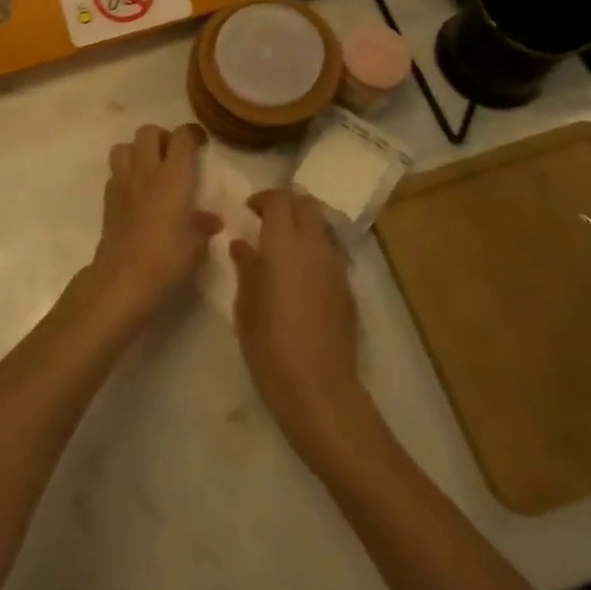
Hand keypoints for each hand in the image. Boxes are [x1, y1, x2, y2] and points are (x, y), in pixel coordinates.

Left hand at [86, 123, 221, 327]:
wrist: (124, 278)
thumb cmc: (168, 258)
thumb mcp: (197, 246)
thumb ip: (203, 226)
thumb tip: (211, 220)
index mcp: (174, 175)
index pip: (181, 136)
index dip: (192, 133)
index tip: (200, 142)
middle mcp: (147, 170)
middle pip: (148, 131)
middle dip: (161, 137)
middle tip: (172, 154)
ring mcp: (123, 181)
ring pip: (124, 146)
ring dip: (137, 151)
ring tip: (149, 168)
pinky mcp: (107, 198)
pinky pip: (115, 172)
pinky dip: (125, 174)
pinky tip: (135, 193)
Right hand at [231, 188, 365, 448]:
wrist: (320, 391)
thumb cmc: (271, 347)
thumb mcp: (245, 307)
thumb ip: (245, 268)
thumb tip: (242, 245)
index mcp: (283, 244)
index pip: (279, 199)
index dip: (263, 198)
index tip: (249, 210)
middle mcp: (314, 246)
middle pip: (308, 205)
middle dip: (289, 206)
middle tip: (268, 223)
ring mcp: (335, 267)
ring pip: (323, 227)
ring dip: (305, 227)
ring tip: (285, 249)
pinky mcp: (348, 290)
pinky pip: (332, 254)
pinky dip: (317, 252)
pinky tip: (302, 278)